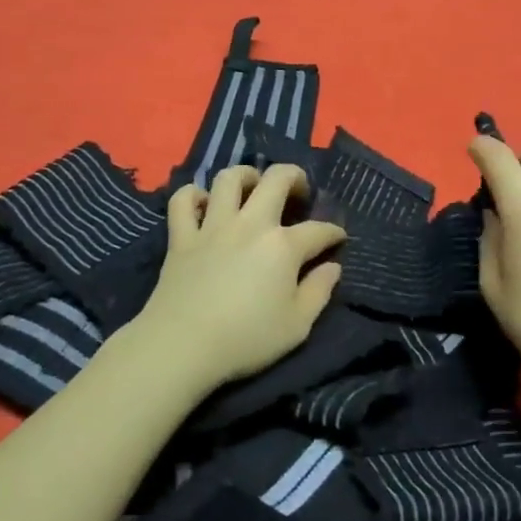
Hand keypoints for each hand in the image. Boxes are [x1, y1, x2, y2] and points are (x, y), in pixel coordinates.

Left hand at [129, 163, 346, 395]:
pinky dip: (192, 195)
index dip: (333, 232)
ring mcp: (213, 226)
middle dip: (295, 177)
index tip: (338, 239)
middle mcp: (250, 224)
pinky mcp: (181, 236)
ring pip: (229, 178)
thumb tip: (333, 267)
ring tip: (253, 186)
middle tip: (298, 191)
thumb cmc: (246, 339)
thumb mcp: (297, 326)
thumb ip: (319, 292)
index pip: (318, 230)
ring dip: (246, 175)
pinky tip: (203, 204)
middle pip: (276, 179)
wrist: (182, 345)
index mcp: (283, 246)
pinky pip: (183, 201)